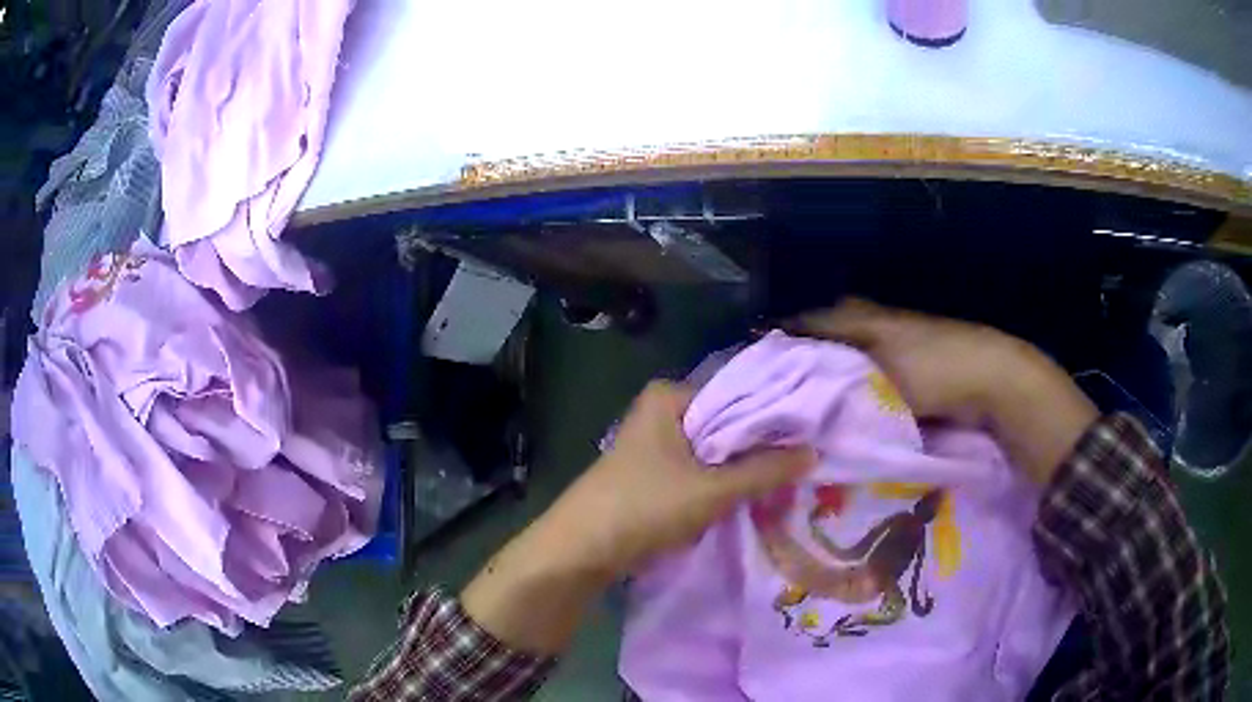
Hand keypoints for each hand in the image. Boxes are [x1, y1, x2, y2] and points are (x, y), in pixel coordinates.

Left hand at [461, 381, 812, 655]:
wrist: (581, 550)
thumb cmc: (644, 507)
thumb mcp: (711, 490)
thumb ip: (764, 471)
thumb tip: (813, 452)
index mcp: (669, 396)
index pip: (737, 393)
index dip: (774, 415)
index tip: (811, 433)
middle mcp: (661, 412)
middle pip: (726, 423)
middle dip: (761, 445)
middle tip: (806, 458)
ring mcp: (655, 445)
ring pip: (714, 450)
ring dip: (743, 467)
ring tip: (790, 476)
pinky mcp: (653, 474)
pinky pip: (699, 470)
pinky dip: (722, 482)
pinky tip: (753, 494)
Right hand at [793, 298, 1097, 484]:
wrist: (993, 380)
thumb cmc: (935, 369)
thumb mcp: (882, 373)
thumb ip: (837, 375)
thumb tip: (793, 385)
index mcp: (862, 316)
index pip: (808, 322)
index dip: (781, 341)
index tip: (753, 365)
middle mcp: (873, 326)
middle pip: (825, 341)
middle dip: (800, 363)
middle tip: (773, 392)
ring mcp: (894, 348)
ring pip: (846, 362)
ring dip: (826, 381)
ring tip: (799, 408)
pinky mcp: (910, 372)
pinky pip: (868, 381)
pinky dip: (852, 394)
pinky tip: (839, 414)